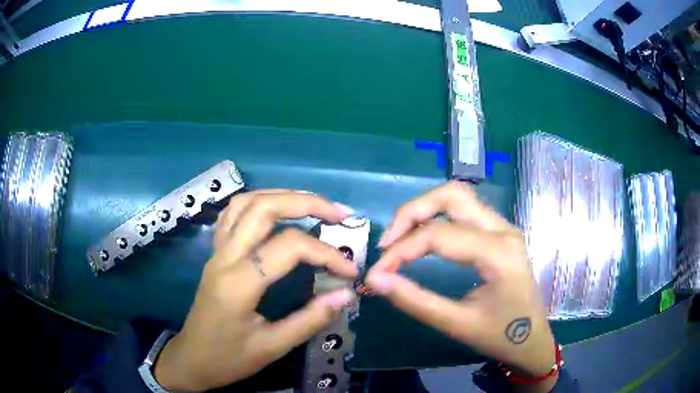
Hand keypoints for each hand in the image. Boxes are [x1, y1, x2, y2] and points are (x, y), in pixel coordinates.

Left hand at [154, 190, 357, 391]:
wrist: (191, 360)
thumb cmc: (228, 359)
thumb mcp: (272, 347)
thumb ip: (310, 319)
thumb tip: (346, 294)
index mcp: (239, 283)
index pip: (289, 247)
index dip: (326, 254)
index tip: (349, 271)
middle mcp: (225, 257)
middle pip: (264, 207)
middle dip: (306, 203)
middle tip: (339, 213)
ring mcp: (217, 252)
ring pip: (246, 202)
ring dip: (282, 196)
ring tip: (312, 206)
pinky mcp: (215, 254)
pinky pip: (233, 214)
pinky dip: (258, 203)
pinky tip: (276, 213)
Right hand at [367, 182, 556, 391]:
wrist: (532, 340)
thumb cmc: (500, 336)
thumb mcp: (456, 324)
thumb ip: (414, 300)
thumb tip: (375, 280)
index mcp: (498, 253)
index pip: (439, 235)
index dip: (400, 250)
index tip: (376, 273)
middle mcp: (503, 229)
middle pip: (451, 195)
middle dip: (412, 212)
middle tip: (387, 243)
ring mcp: (504, 227)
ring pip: (458, 197)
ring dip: (424, 211)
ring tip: (400, 240)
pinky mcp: (500, 233)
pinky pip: (465, 211)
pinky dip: (437, 217)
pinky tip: (424, 239)